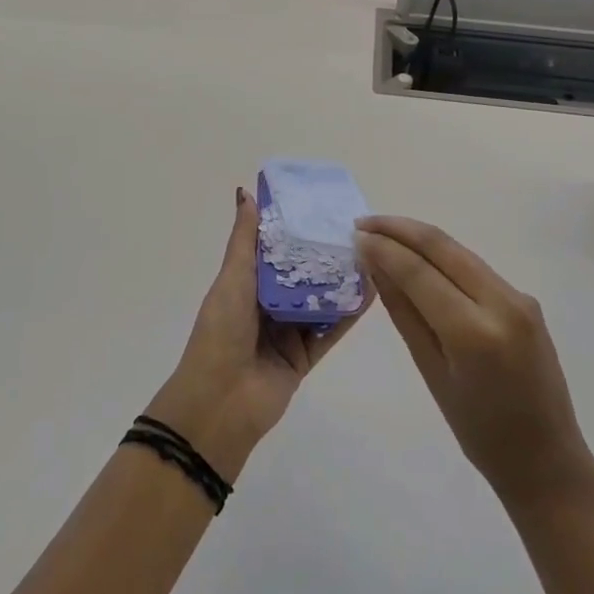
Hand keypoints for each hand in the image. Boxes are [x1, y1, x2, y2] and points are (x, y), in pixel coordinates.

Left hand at [145, 187, 365, 481]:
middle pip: (301, 275)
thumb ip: (244, 240)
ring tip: (371, 253)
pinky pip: (331, 330)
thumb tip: (245, 192)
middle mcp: (267, 304)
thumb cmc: (221, 332)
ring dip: (340, 281)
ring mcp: (288, 331)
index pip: (274, 250)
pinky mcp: (305, 355)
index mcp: (245, 284)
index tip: (320, 205)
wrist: (221, 402)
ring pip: (319, 301)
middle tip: (356, 228)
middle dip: (323, 254)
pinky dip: (349, 313)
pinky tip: (371, 291)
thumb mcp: (232, 279)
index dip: (294, 229)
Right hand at [354, 216, 593, 512]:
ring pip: (460, 252)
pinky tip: (418, 260)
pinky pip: (474, 268)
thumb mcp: (431, 372)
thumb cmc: (479, 431)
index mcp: (475, 333)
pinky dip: (442, 258)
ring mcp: (518, 298)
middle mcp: (502, 303)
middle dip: (400, 229)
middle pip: (443, 247)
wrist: (547, 458)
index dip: (385, 248)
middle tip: (363, 223)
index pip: (420, 272)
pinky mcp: (524, 300)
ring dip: (420, 239)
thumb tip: (375, 266)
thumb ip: (404, 313)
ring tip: (382, 235)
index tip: (355, 235)